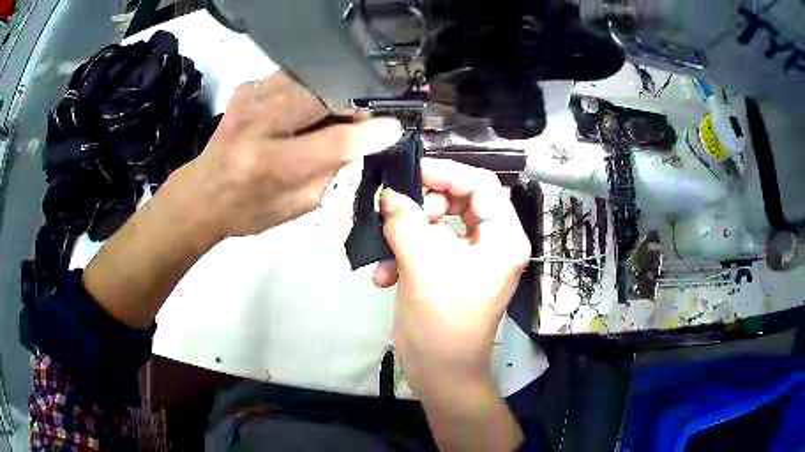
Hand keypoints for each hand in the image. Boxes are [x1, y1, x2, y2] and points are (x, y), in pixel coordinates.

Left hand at [173, 71, 402, 239]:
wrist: (203, 195)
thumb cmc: (250, 210)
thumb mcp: (297, 206)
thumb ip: (331, 171)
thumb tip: (362, 138)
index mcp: (271, 166)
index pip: (336, 141)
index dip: (372, 132)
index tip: (393, 127)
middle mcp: (258, 126)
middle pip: (323, 95)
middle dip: (353, 102)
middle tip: (363, 115)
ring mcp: (249, 100)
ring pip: (309, 78)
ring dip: (331, 92)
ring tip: (335, 110)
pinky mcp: (245, 89)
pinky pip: (289, 77)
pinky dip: (307, 88)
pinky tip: (304, 106)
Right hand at [374, 158, 529, 396]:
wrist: (440, 375)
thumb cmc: (441, 324)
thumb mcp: (422, 268)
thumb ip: (405, 222)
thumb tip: (389, 192)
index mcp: (503, 237)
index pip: (481, 184)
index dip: (446, 172)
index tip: (409, 172)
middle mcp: (493, 242)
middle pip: (459, 200)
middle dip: (424, 205)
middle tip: (396, 211)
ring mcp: (472, 257)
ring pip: (439, 223)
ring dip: (407, 234)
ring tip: (384, 250)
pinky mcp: (451, 271)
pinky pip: (429, 247)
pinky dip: (405, 254)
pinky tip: (383, 276)